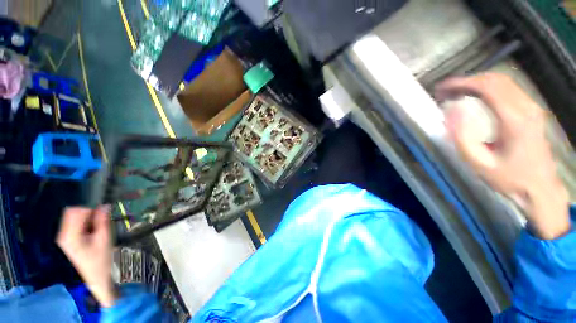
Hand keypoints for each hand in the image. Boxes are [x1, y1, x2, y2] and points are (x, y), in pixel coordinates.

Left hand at [57, 206, 117, 306]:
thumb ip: (102, 221)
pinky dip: (84, 222)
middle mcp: (63, 234)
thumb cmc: (101, 259)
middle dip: (88, 212)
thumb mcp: (104, 238)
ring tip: (97, 227)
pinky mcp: (67, 238)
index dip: (90, 209)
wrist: (96, 276)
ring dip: (86, 217)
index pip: (75, 211)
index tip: (102, 214)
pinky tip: (91, 230)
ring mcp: (64, 236)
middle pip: (72, 212)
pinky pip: (74, 223)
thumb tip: (104, 205)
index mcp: (70, 235)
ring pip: (73, 216)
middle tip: (100, 220)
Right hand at [435, 73, 569, 239]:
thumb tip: (451, 111)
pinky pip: (509, 89)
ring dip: (477, 83)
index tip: (441, 89)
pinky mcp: (532, 111)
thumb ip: (462, 136)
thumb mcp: (478, 163)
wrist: (540, 189)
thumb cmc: (508, 179)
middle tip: (445, 92)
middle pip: (495, 79)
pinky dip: (488, 88)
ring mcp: (532, 108)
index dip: (461, 83)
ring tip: (456, 93)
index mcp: (513, 120)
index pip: (486, 87)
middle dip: (466, 81)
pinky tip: (475, 97)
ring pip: (503, 81)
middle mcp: (526, 107)